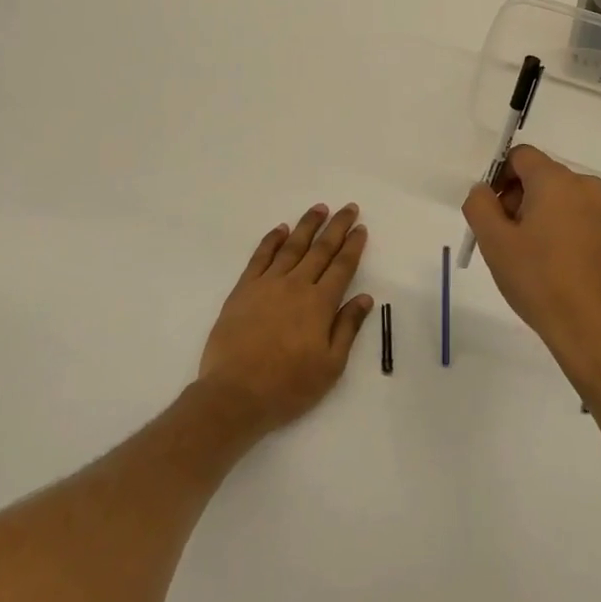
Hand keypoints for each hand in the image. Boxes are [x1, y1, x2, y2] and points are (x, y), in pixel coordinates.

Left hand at [196, 203, 372, 435]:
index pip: (342, 266)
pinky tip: (280, 230)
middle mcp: (296, 286)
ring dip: (307, 226)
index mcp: (320, 304)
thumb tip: (364, 298)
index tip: (361, 228)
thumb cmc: (288, 386)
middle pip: (321, 250)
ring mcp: (267, 285)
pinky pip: (259, 257)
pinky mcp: (243, 290)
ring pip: (291, 247)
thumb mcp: (330, 365)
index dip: (353, 246)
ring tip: (319, 209)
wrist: (235, 394)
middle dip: (337, 227)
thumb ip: (347, 327)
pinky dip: (271, 241)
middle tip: (348, 207)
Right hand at [461, 146, 600, 404]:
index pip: (521, 156)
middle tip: (507, 239)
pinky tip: (556, 263)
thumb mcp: (494, 242)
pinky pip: (581, 216)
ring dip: (540, 215)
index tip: (492, 212)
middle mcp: (586, 185)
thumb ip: (479, 204)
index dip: (499, 177)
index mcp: (556, 180)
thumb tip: (484, 190)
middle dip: (519, 198)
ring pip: (562, 197)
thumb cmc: (538, 280)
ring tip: (531, 255)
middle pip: (542, 176)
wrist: (591, 327)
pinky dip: (563, 228)